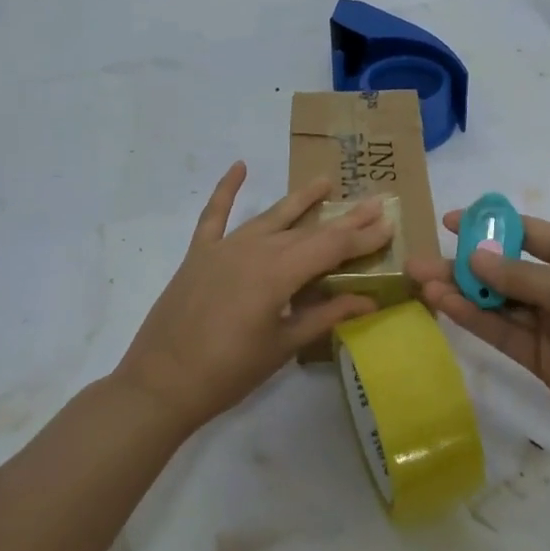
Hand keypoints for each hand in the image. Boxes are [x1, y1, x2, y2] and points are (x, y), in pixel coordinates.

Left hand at [114, 163, 392, 433]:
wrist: (160, 383)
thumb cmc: (228, 372)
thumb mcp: (283, 347)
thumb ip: (325, 316)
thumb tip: (369, 301)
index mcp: (278, 273)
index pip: (331, 247)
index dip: (362, 237)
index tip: (389, 223)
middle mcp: (255, 249)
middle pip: (308, 229)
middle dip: (344, 218)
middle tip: (374, 202)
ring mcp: (224, 247)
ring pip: (271, 216)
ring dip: (300, 199)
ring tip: (325, 181)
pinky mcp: (199, 253)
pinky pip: (214, 214)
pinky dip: (227, 189)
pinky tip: (239, 167)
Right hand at [409, 211, 549, 465]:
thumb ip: (519, 276)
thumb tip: (473, 256)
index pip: (527, 232)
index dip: (490, 225)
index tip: (448, 221)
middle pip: (506, 269)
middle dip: (465, 262)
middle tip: (419, 258)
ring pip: (499, 304)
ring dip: (462, 292)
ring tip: (419, 280)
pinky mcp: (546, 364)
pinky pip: (505, 335)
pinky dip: (475, 320)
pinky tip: (445, 306)